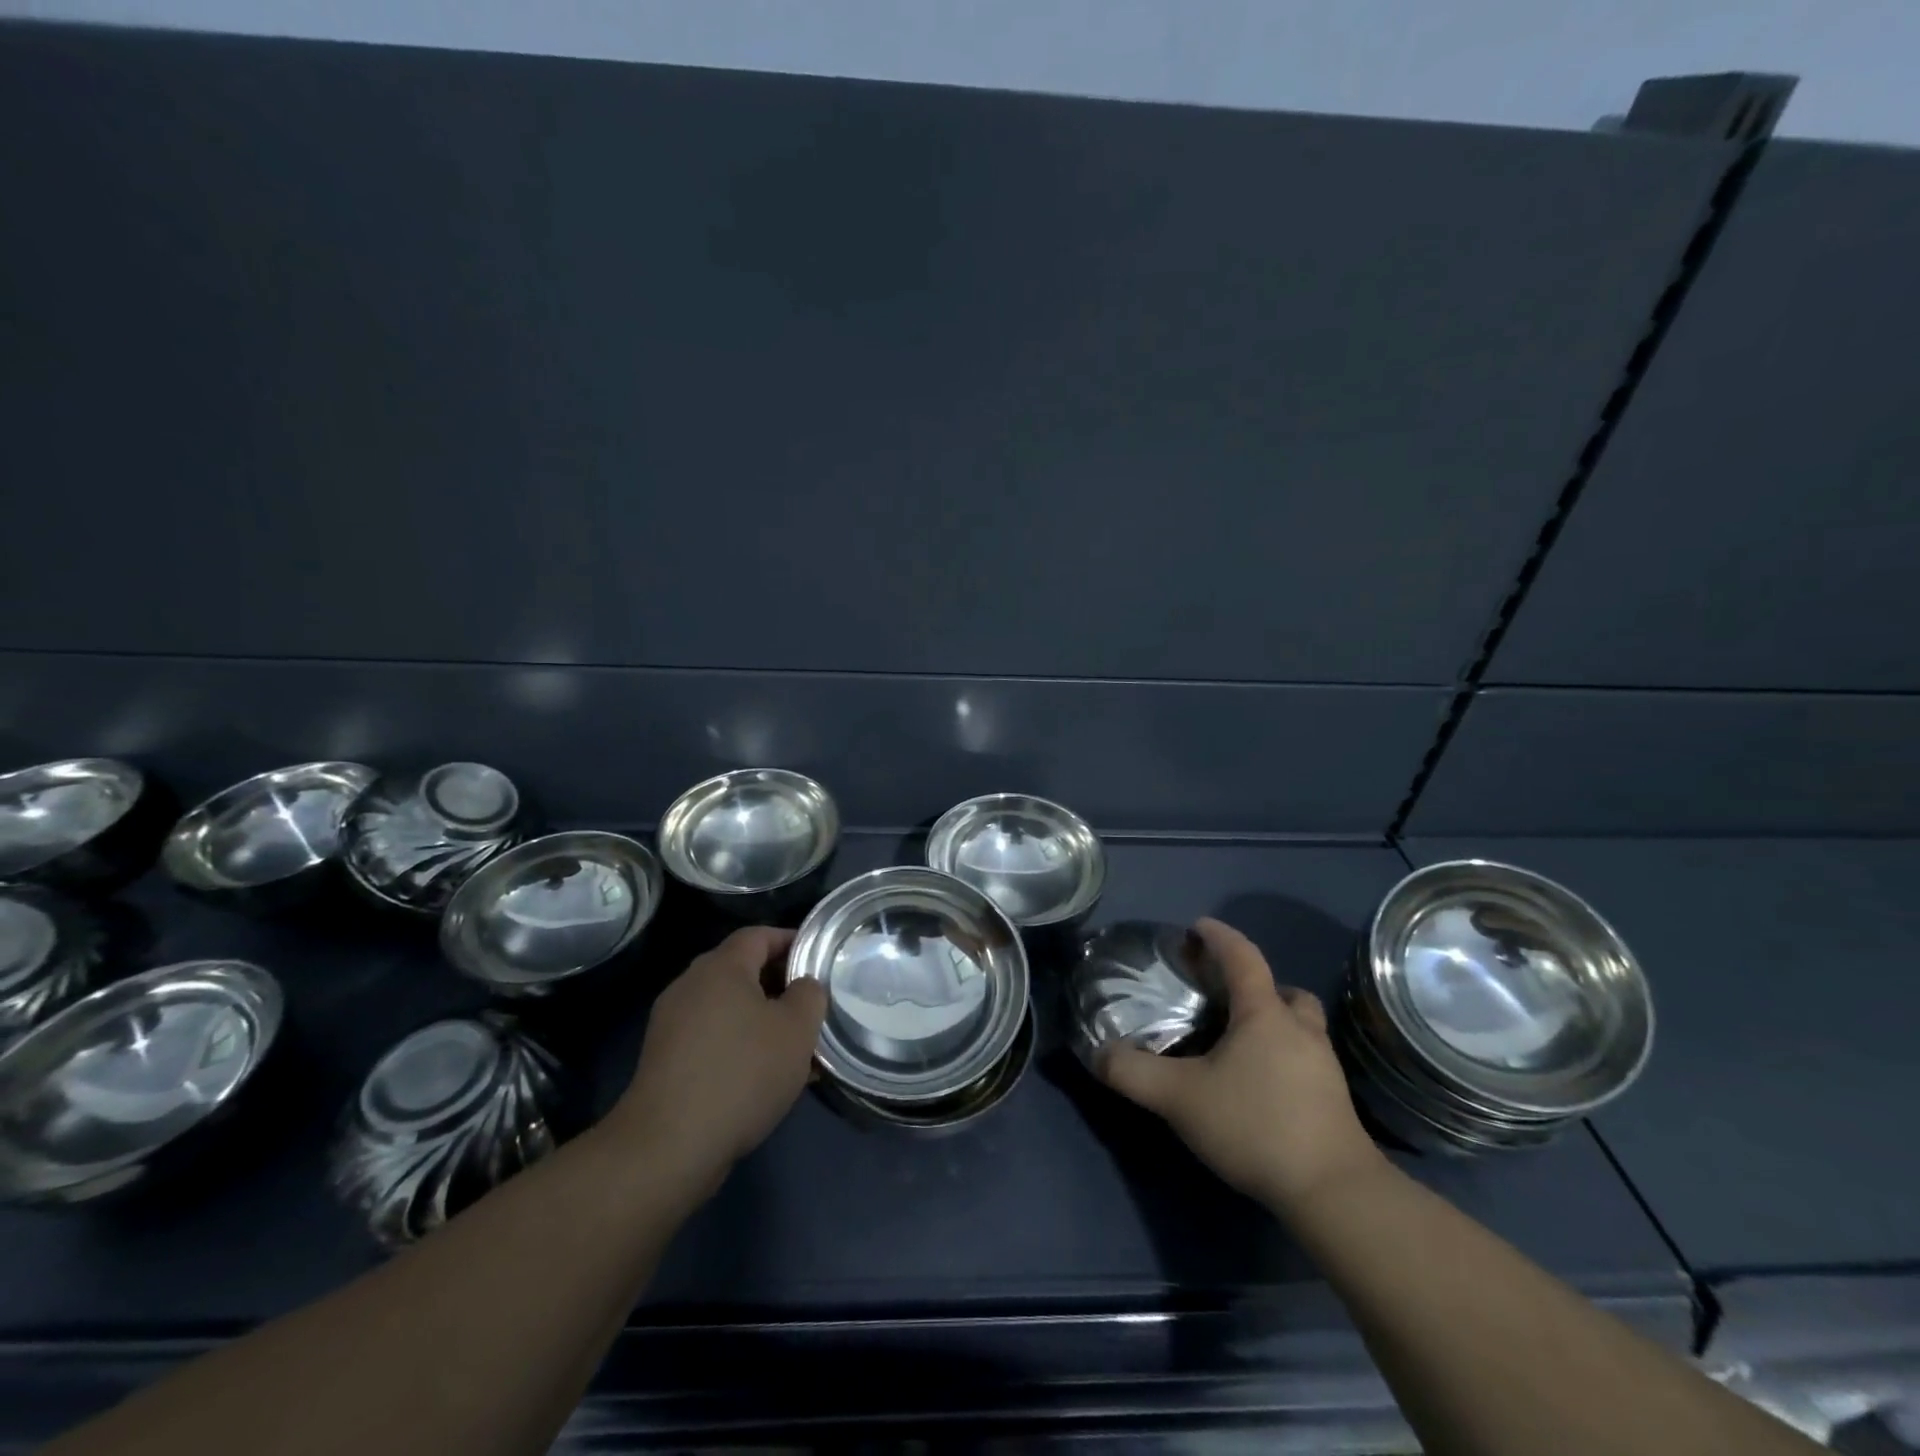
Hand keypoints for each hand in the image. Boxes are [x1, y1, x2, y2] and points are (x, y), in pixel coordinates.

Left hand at [608, 927, 827, 1198]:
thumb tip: (803, 985)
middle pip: (741, 970)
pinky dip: (739, 1044)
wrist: (668, 1146)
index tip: (819, 959)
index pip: (759, 935)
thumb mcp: (797, 1029)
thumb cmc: (742, 1073)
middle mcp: (690, 985)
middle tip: (811, 1005)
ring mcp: (671, 1023)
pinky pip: (711, 1037)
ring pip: (728, 1008)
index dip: (791, 941)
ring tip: (793, 1046)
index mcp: (720, 967)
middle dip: (779, 984)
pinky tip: (762, 1076)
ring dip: (761, 1019)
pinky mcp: (664, 1060)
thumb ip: (809, 995)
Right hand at [1100, 917, 1385, 1213]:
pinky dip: (1284, 1057)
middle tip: (1226, 998)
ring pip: (1301, 1026)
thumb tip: (1099, 1054)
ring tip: (1241, 1043)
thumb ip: (1134, 1073)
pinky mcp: (1334, 1101)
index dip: (1219, 937)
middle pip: (1284, 991)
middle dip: (1256, 986)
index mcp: (1264, 1014)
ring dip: (1275, 1022)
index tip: (1198, 926)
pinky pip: (1306, 1060)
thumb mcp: (1180, 1098)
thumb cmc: (1256, 1125)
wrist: (1334, 1193)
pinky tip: (1261, 1085)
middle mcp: (1300, 1030)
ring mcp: (1324, 1066)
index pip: (1243, 957)